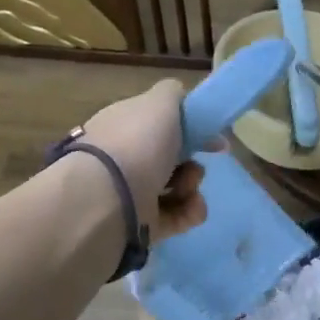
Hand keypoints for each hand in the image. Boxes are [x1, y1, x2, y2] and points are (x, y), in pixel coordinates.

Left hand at [79, 80, 208, 237]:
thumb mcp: (160, 103)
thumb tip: (180, 96)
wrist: (105, 201)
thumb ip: (173, 93)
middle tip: (195, 166)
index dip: (189, 128)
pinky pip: (175, 217)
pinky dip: (189, 212)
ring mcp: (130, 193)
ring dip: (192, 187)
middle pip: (170, 158)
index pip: (158, 124)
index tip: (214, 137)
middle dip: (191, 161)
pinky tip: (192, 209)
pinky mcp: (140, 225)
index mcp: (124, 125)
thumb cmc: (136, 144)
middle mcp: (125, 158)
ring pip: (175, 188)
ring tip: (189, 190)